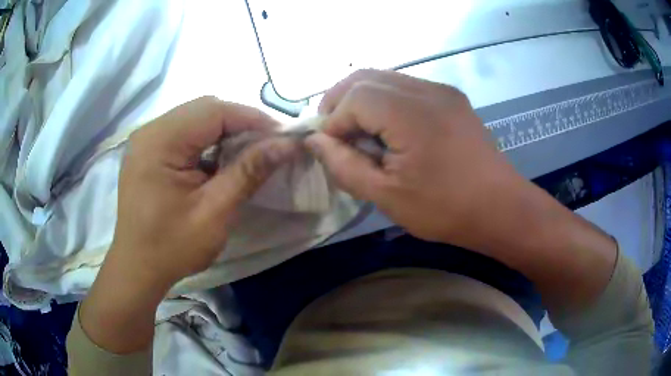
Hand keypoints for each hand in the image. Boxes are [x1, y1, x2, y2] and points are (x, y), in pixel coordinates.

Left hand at [112, 96, 297, 284]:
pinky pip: (184, 133)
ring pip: (195, 119)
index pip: (213, 111)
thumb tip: (287, 144)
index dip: (253, 118)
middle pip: (204, 109)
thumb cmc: (172, 247)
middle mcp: (150, 131)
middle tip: (267, 145)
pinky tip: (219, 160)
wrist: (138, 269)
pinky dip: (208, 141)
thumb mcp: (214, 213)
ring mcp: (147, 140)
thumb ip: (249, 172)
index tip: (283, 136)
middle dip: (240, 123)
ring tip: (248, 152)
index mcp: (160, 141)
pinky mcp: (149, 151)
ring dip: (225, 131)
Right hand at [306, 70, 616, 313]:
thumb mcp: (387, 196)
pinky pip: (406, 87)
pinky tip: (388, 128)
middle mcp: (425, 89)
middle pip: (365, 76)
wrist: (501, 208)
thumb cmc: (445, 209)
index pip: (353, 98)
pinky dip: (385, 101)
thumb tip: (316, 141)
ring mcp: (441, 90)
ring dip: (362, 99)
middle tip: (334, 132)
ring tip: (358, 131)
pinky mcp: (451, 98)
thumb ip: (344, 165)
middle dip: (340, 101)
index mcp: (410, 113)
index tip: (330, 149)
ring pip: (385, 78)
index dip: (332, 121)